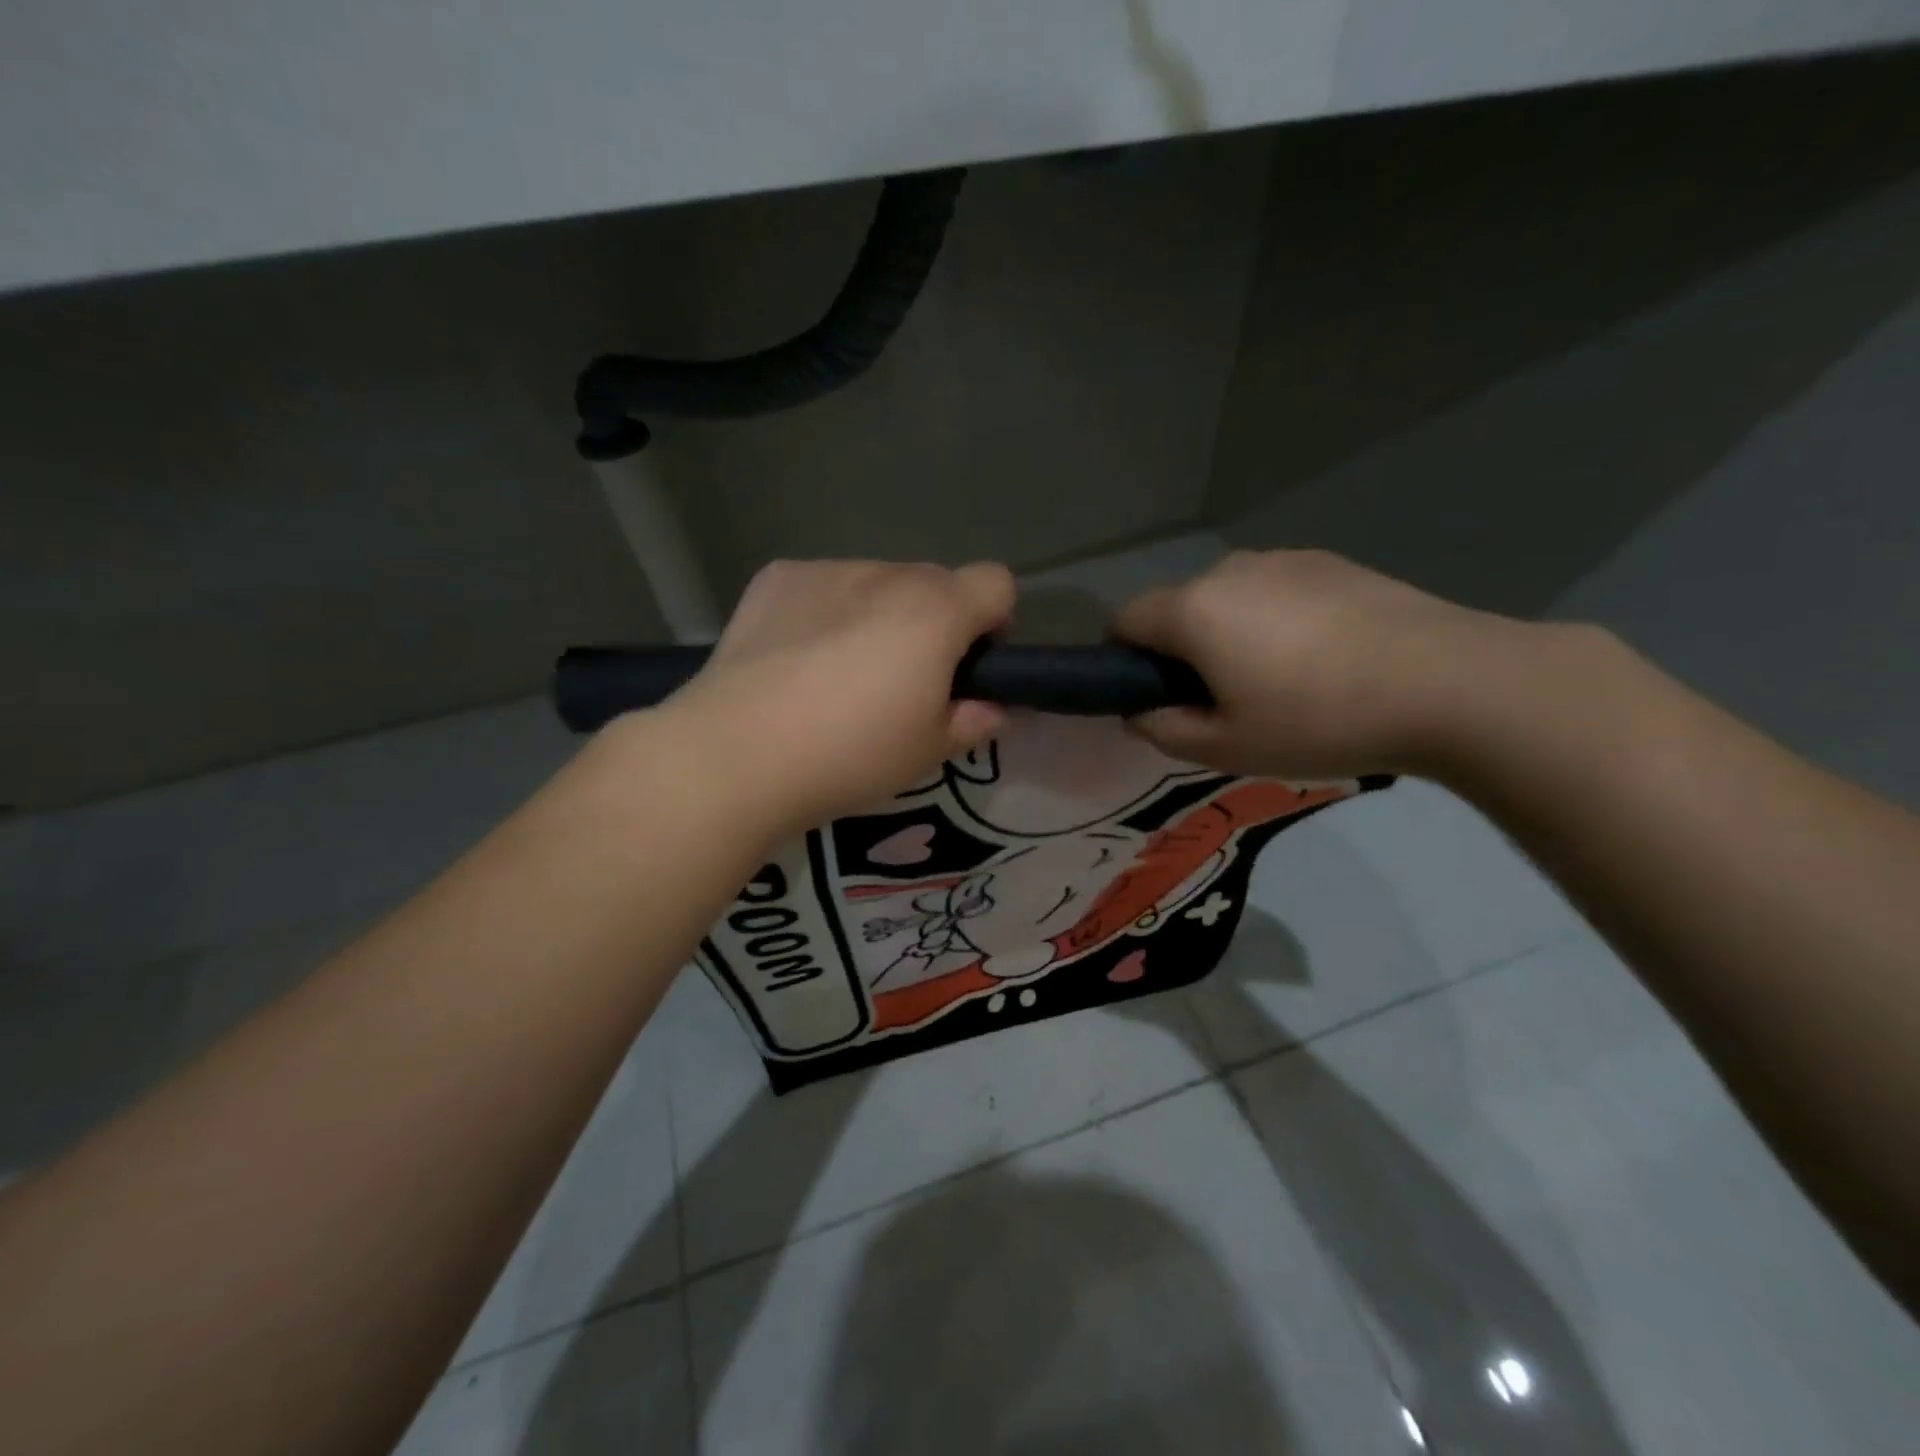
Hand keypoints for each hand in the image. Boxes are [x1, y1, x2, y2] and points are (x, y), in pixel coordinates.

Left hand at [669, 559, 1014, 830]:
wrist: (738, 753)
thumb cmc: (850, 754)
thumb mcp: (929, 752)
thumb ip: (974, 721)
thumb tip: (990, 708)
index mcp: (935, 612)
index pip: (996, 582)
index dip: (993, 622)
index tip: (968, 667)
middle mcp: (886, 574)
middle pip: (934, 582)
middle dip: (934, 622)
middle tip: (902, 682)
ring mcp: (826, 570)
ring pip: (876, 583)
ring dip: (878, 615)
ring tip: (838, 674)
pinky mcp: (776, 579)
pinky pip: (824, 587)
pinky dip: (826, 613)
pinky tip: (796, 660)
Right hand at [1113, 549, 1541, 778]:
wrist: (1448, 684)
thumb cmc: (1318, 720)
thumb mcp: (1226, 748)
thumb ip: (1163, 730)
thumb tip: (1138, 712)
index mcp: (1193, 610)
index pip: (1125, 621)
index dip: (1122, 659)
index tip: (1150, 695)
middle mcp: (1228, 571)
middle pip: (1177, 608)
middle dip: (1180, 649)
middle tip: (1220, 701)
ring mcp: (1283, 560)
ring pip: (1227, 597)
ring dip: (1228, 632)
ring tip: (1279, 680)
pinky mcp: (1330, 562)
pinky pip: (1274, 591)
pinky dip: (1274, 619)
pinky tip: (1321, 658)